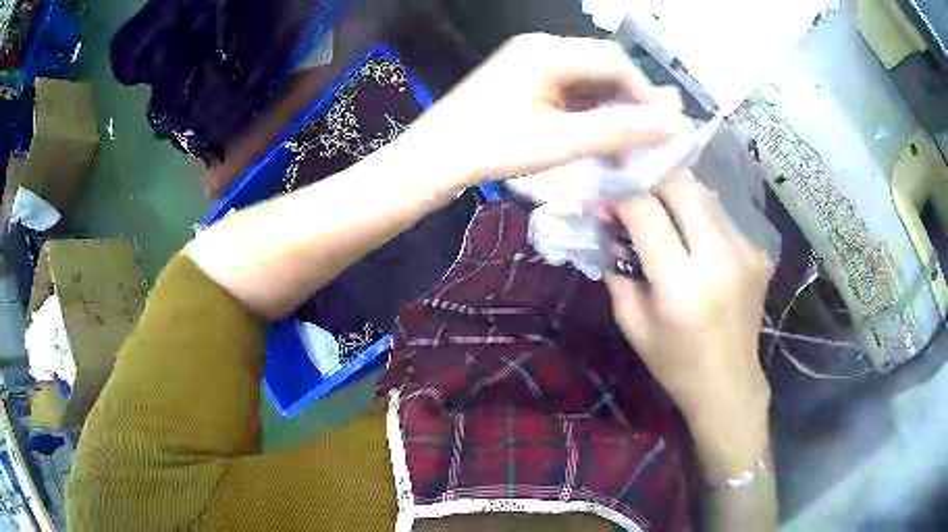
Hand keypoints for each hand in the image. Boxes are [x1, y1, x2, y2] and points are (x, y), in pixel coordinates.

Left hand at [399, 33, 693, 186]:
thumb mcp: (560, 142)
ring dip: (609, 108)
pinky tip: (595, 136)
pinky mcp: (524, 79)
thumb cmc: (491, 148)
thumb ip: (618, 132)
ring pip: (587, 79)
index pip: (615, 61)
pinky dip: (588, 111)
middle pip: (602, 67)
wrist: (434, 160)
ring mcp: (530, 62)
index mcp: (548, 52)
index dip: (644, 93)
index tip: (660, 129)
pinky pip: (568, 88)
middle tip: (643, 139)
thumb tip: (672, 127)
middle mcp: (541, 48)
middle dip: (628, 101)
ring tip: (623, 143)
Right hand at [603, 171, 773, 478]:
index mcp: (681, 285)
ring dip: (678, 197)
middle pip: (682, 185)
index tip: (608, 202)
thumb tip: (606, 223)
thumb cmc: (674, 363)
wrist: (729, 384)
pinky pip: (723, 216)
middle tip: (639, 200)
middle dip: (652, 183)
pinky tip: (697, 242)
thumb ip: (616, 270)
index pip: (646, 211)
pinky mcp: (758, 253)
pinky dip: (702, 218)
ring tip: (667, 218)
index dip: (621, 198)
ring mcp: (745, 252)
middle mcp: (718, 259)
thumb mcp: (632, 323)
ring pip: (705, 193)